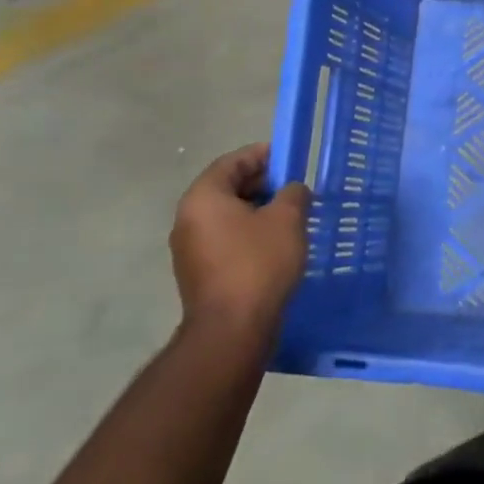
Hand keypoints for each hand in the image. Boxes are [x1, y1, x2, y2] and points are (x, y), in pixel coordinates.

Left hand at [169, 144, 310, 344]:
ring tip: (291, 217)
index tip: (290, 158)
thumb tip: (292, 190)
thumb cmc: (259, 263)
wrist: (232, 328)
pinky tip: (276, 244)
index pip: (232, 162)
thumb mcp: (287, 219)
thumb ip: (293, 194)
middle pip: (227, 188)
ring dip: (258, 211)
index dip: (262, 155)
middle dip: (263, 184)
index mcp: (203, 197)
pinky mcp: (199, 272)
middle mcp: (188, 218)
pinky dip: (249, 233)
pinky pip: (226, 239)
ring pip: (227, 216)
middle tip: (295, 188)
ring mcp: (189, 248)